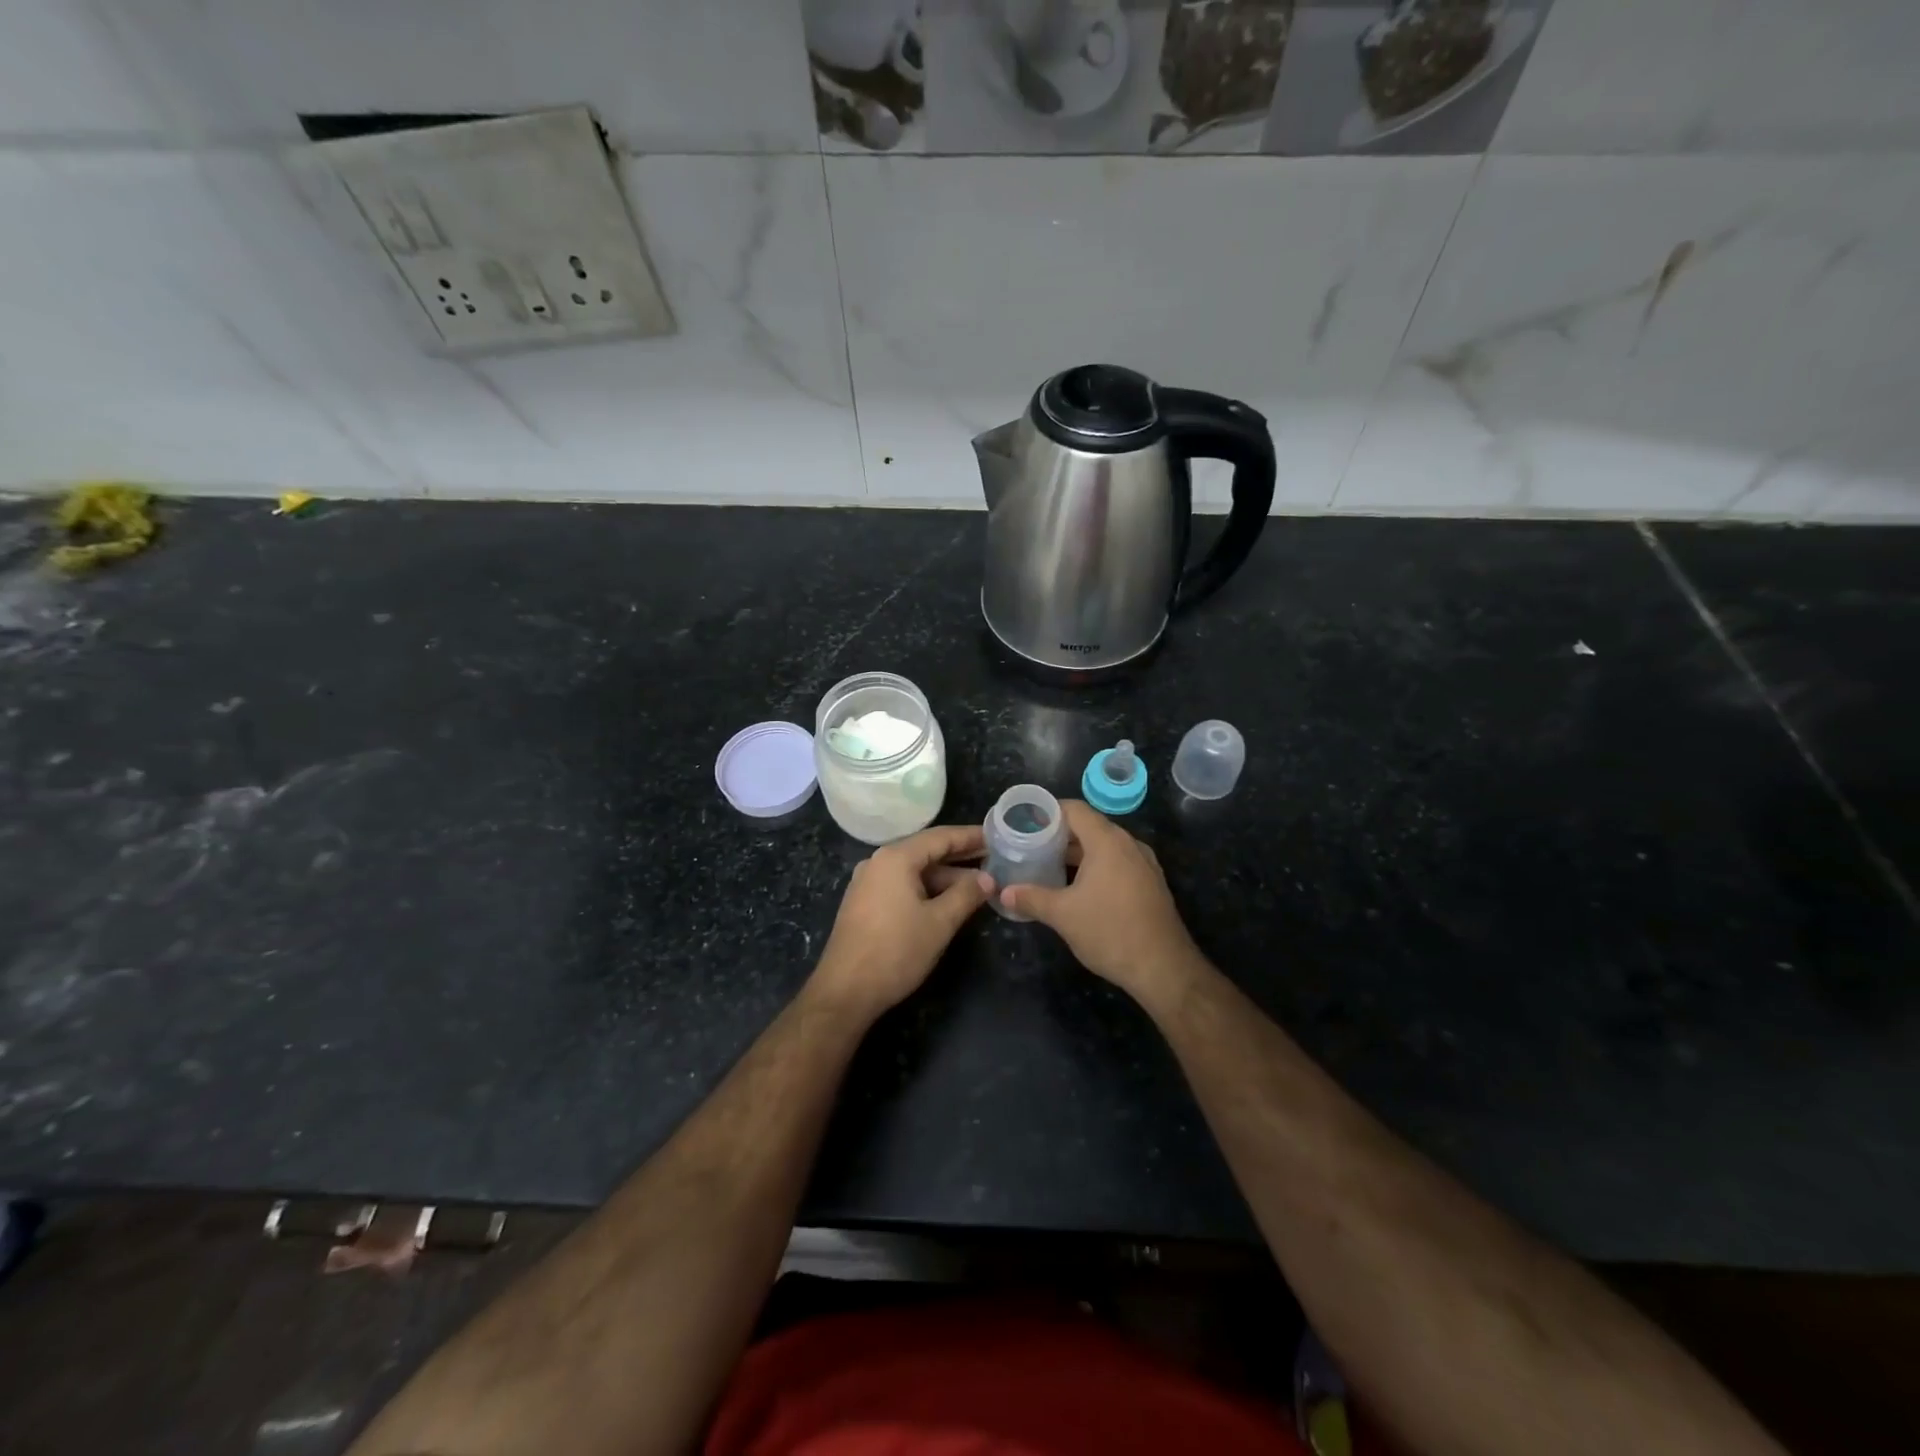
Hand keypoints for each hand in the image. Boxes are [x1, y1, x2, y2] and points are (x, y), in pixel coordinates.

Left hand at [810, 824, 992, 1017]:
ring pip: (914, 872)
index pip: (940, 837)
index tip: (997, 836)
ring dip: (945, 878)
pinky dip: (927, 889)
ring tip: (979, 886)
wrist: (845, 991)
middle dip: (960, 857)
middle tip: (994, 859)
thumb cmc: (896, 951)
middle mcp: (879, 863)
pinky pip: (902, 886)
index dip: (970, 836)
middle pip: (926, 852)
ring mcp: (868, 883)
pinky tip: (948, 902)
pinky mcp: (865, 904)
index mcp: (895, 858)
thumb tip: (988, 878)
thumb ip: (966, 895)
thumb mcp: (939, 923)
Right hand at [998, 801, 1205, 1004]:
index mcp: (1108, 841)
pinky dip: (1095, 866)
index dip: (1047, 812)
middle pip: (1089, 826)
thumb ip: (1031, 898)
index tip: (1024, 823)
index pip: (1074, 809)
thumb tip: (1004, 893)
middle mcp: (1129, 844)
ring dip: (1076, 852)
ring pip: (1103, 846)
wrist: (1164, 968)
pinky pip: (1117, 863)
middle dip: (1058, 835)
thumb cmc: (1110, 932)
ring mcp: (1143, 864)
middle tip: (1029, 846)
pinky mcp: (1150, 883)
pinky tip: (1077, 887)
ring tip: (1047, 866)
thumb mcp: (1063, 915)